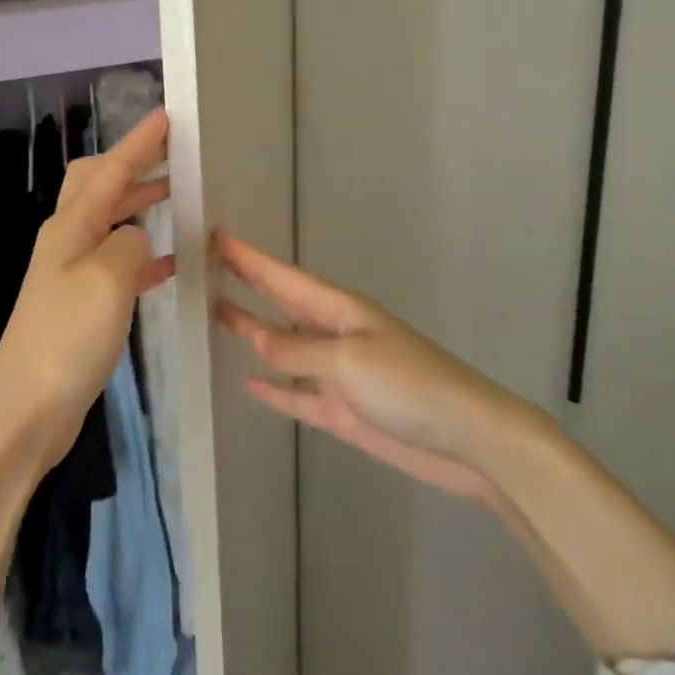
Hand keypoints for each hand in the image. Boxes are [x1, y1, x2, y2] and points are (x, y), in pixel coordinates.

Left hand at [0, 109, 174, 471]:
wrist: (25, 409)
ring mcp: (71, 273)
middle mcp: (67, 241)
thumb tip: (137, 238)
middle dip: (133, 165)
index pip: (110, 170)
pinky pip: (118, 263)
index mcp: (71, 226)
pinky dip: (143, 253)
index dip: (139, 142)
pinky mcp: (80, 305)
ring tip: (178, 198)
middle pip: (99, 186)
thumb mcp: (106, 280)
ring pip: (110, 222)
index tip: (167, 116)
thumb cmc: (65, 338)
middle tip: (173, 156)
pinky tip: (170, 263)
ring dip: (140, 205)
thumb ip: (129, 245)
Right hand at [215, 232, 524, 506]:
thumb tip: (256, 337)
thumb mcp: (347, 360)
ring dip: (253, 331)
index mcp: (338, 309)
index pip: (281, 277)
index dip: (248, 257)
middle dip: (247, 282)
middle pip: (280, 303)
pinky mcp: (342, 412)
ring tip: (217, 313)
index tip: (215, 236)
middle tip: (206, 265)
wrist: (468, 439)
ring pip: (283, 347)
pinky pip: (297, 396)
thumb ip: (296, 350)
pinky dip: (274, 390)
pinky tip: (249, 383)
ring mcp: (337, 373)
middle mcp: (333, 334)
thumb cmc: (408, 385)